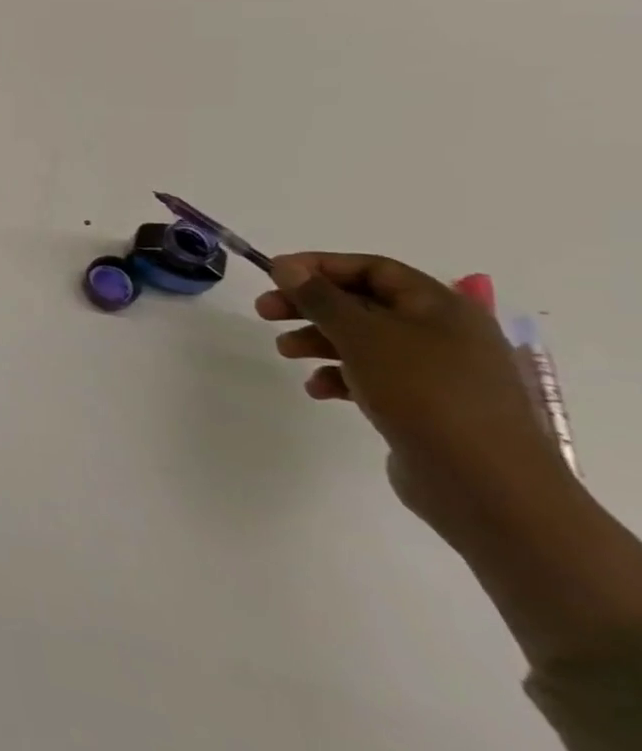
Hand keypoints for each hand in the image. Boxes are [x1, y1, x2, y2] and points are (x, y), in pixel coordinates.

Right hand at [256, 253, 574, 544]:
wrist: (485, 485)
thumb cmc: (424, 393)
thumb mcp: (363, 336)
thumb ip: (320, 298)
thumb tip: (285, 266)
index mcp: (439, 307)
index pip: (372, 268)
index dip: (320, 265)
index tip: (273, 274)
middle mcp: (441, 333)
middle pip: (362, 303)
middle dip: (310, 305)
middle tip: (264, 312)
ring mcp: (435, 372)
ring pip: (362, 340)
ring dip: (318, 341)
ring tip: (285, 353)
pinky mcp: (424, 405)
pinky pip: (372, 377)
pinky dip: (339, 376)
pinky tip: (319, 390)